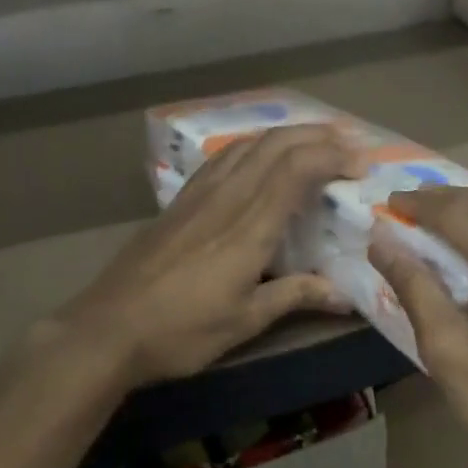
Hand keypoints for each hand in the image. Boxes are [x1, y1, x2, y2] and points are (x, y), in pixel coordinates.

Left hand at [66, 124, 363, 385]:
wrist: (106, 330)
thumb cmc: (180, 332)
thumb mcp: (245, 321)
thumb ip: (295, 297)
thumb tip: (345, 296)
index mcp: (248, 229)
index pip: (295, 170)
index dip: (332, 156)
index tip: (361, 165)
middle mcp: (225, 199)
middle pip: (274, 145)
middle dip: (317, 136)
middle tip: (349, 145)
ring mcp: (197, 196)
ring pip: (247, 145)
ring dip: (286, 135)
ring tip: (314, 142)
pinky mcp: (178, 202)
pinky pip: (223, 158)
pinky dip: (253, 147)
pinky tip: (259, 158)